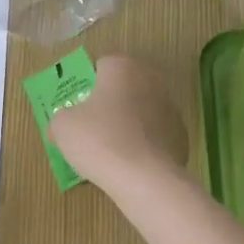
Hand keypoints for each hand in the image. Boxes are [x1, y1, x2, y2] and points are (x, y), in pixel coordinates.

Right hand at [49, 54, 187, 192]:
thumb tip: (65, 122)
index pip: (101, 66)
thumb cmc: (99, 140)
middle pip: (124, 87)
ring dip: (128, 122)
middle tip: (92, 127)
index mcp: (122, 67)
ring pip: (141, 110)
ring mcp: (170, 107)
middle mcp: (150, 79)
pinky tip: (131, 162)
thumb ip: (61, 117)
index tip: (78, 108)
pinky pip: (154, 134)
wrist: (144, 177)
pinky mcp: (181, 134)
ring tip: (111, 150)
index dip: (87, 86)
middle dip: (109, 102)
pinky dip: (144, 144)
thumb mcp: (62, 126)